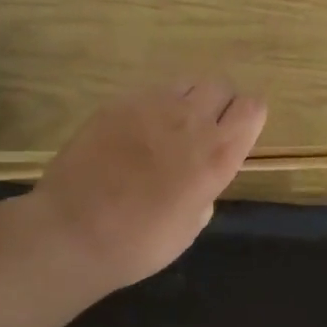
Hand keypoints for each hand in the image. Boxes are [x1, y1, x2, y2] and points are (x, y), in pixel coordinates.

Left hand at [26, 77, 267, 294]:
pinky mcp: (118, 103)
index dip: (247, 119)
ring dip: (186, 100)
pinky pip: (148, 92)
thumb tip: (200, 178)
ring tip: (169, 127)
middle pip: (221, 86)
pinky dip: (151, 107)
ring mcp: (152, 106)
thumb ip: (206, 189)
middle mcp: (192, 121)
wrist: (73, 233)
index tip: (236, 135)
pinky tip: (134, 133)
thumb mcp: (191, 225)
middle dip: (219, 104)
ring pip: (186, 82)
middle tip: (202, 130)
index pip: (253, 107)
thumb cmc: (140, 243)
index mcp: (218, 154)